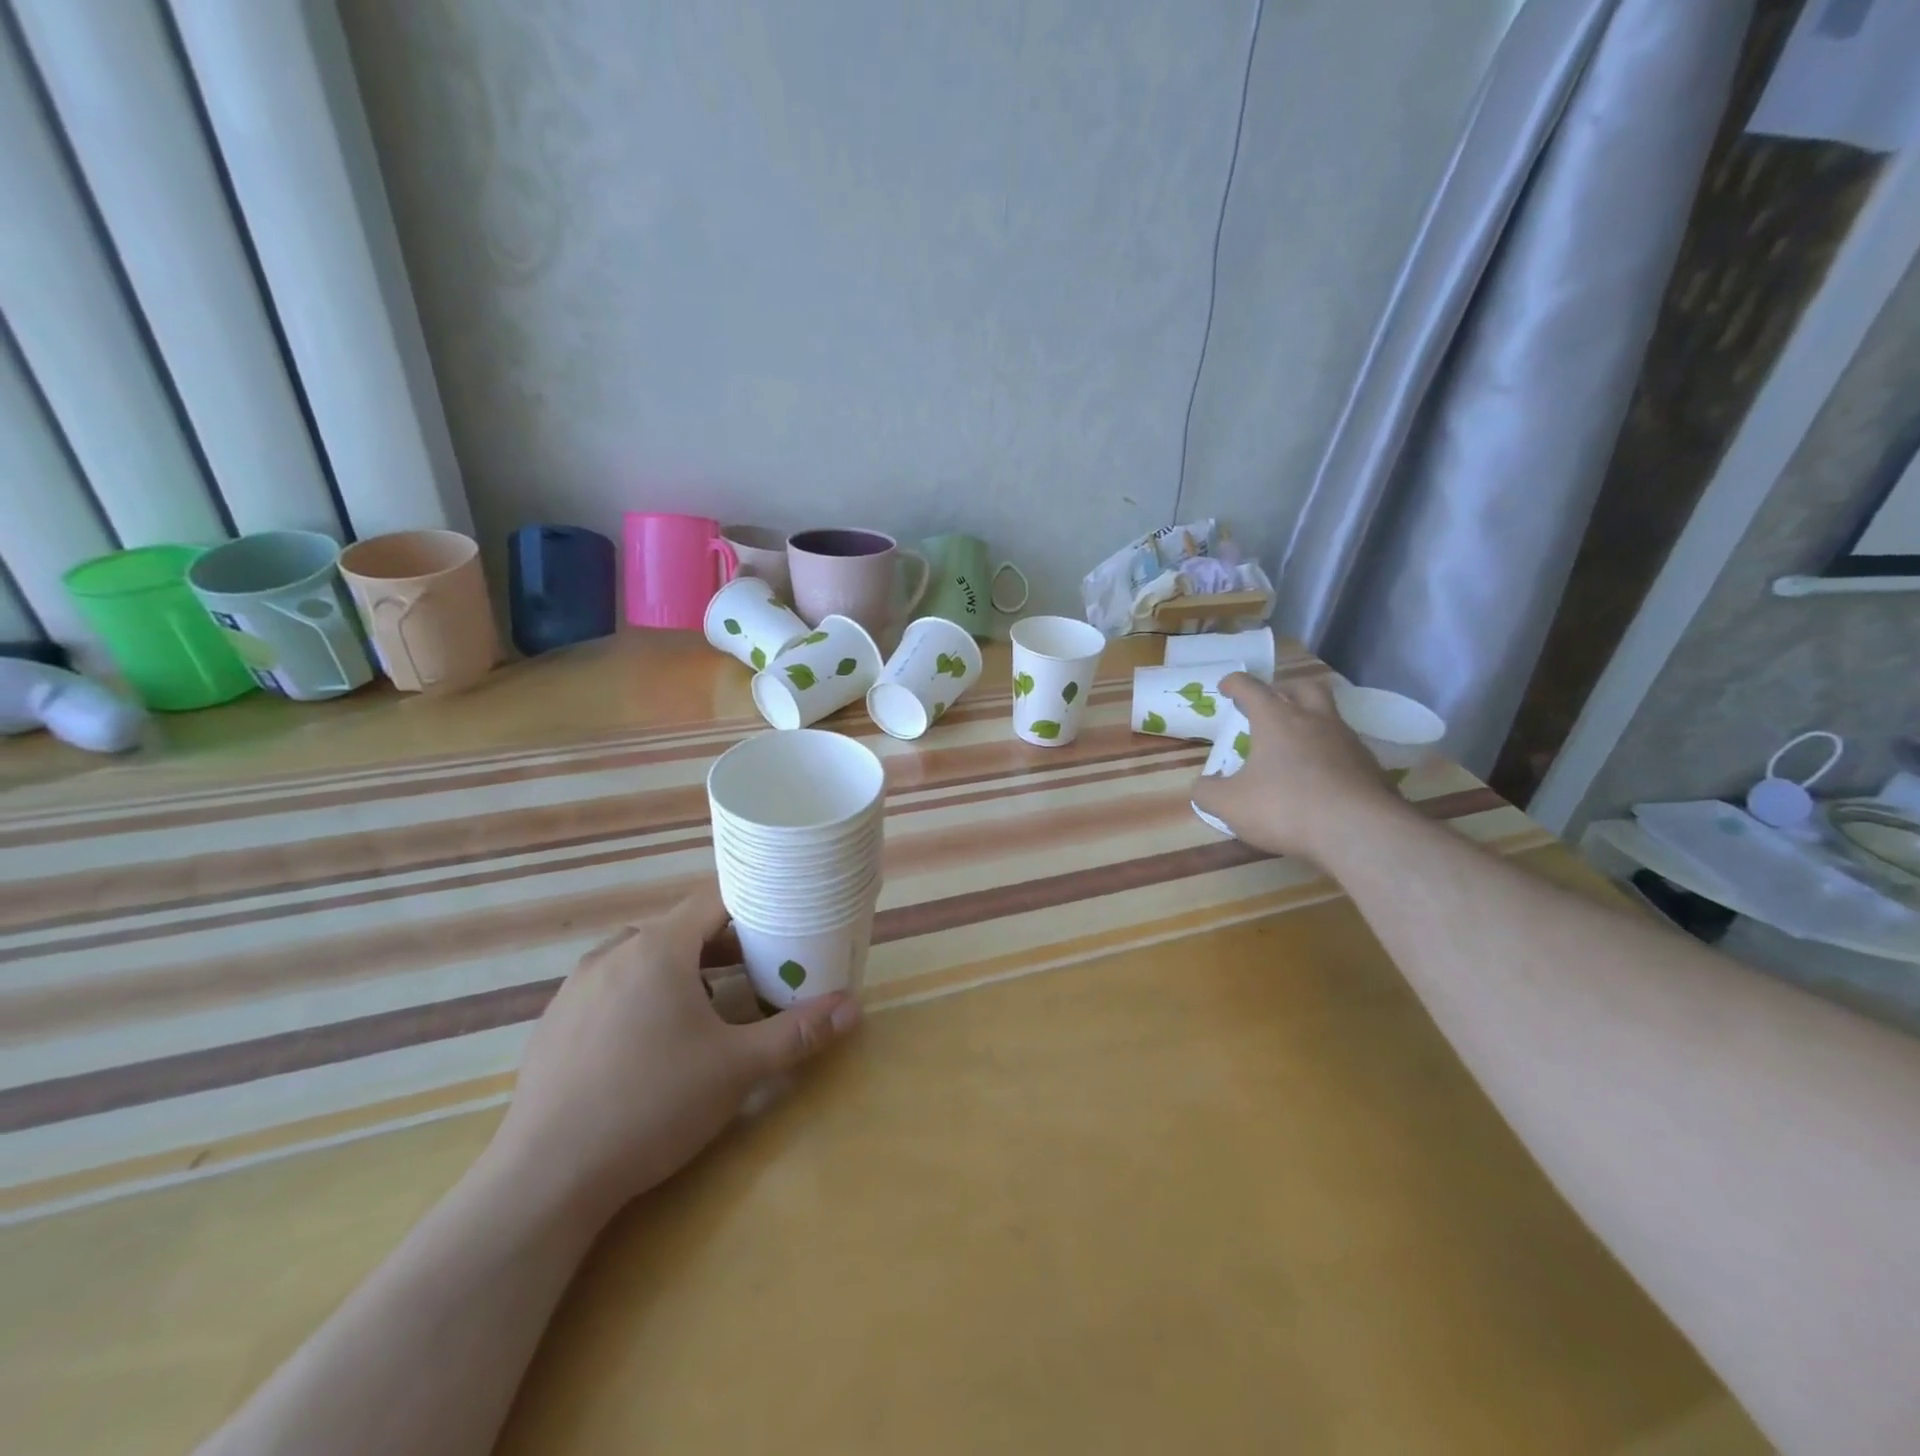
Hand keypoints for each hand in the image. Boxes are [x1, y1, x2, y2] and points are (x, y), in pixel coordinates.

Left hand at [490, 885, 860, 1222]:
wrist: (545, 1178)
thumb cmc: (652, 1105)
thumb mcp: (737, 1068)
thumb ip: (798, 1032)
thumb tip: (854, 1008)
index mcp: (657, 948)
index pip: (713, 898)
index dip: (751, 900)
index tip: (781, 913)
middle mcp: (613, 953)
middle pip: (678, 927)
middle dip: (722, 941)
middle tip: (758, 964)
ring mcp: (576, 987)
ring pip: (641, 956)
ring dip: (680, 967)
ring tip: (709, 1003)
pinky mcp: (554, 1022)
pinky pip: (610, 985)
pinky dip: (641, 992)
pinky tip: (651, 1040)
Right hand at [1192, 673, 1405, 860]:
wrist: (1359, 832)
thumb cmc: (1285, 808)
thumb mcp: (1230, 805)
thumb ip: (1208, 792)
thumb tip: (1202, 786)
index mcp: (1277, 720)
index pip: (1251, 688)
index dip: (1235, 683)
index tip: (1226, 686)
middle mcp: (1315, 721)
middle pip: (1303, 688)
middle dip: (1285, 690)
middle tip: (1272, 704)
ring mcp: (1348, 741)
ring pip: (1330, 716)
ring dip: (1312, 721)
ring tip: (1297, 744)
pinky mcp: (1370, 767)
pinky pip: (1346, 749)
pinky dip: (1331, 753)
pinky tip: (1322, 776)